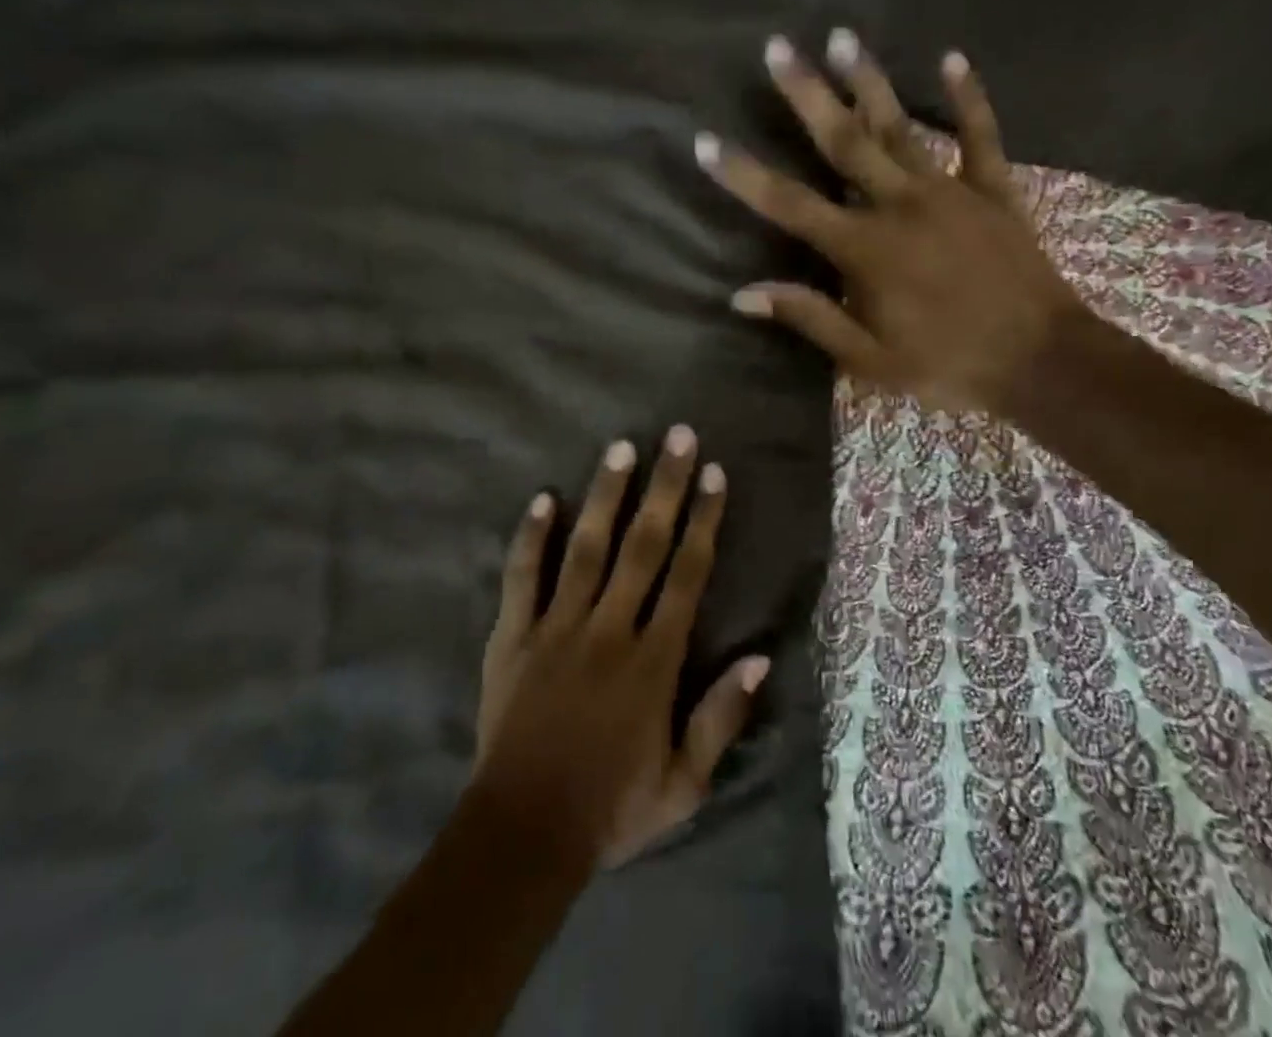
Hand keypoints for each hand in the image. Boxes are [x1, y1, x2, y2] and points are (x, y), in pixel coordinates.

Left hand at [474, 427, 770, 870]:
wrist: (523, 835)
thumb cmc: (611, 809)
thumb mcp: (684, 785)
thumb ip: (721, 719)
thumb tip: (759, 657)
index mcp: (653, 660)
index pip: (686, 574)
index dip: (703, 520)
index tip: (713, 474)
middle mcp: (609, 630)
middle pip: (643, 545)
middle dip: (664, 487)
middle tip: (677, 435)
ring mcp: (556, 628)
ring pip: (586, 548)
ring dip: (606, 496)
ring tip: (621, 448)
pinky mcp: (512, 637)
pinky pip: (521, 578)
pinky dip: (530, 538)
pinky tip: (542, 497)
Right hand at [695, 29, 1086, 416]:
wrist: (1041, 362)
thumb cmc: (947, 365)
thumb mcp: (868, 360)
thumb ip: (808, 317)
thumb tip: (741, 295)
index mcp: (863, 249)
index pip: (789, 204)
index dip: (743, 175)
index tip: (707, 141)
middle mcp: (899, 206)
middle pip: (843, 142)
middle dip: (807, 94)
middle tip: (778, 47)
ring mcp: (949, 191)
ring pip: (901, 127)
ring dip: (869, 81)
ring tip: (842, 36)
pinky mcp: (994, 191)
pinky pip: (980, 135)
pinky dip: (968, 97)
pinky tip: (951, 57)